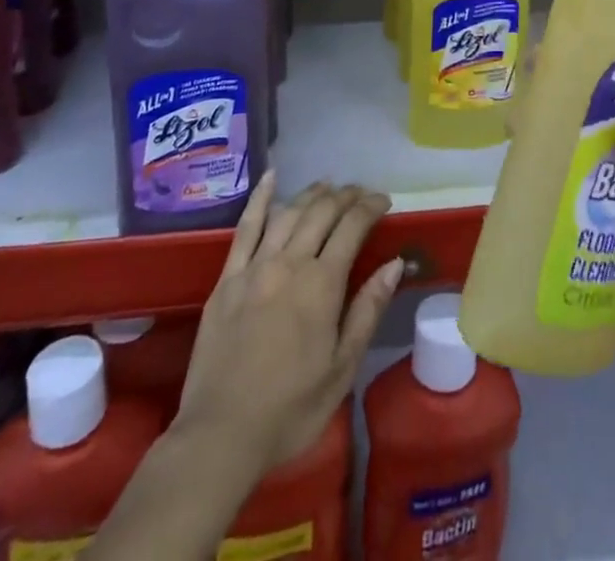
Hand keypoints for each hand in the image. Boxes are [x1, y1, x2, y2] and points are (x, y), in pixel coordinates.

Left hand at [174, 172, 403, 473]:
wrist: (220, 436)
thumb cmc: (290, 409)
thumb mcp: (342, 369)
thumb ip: (367, 310)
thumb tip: (394, 263)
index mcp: (321, 285)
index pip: (352, 227)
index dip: (370, 207)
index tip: (384, 202)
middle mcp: (289, 263)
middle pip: (321, 212)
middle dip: (346, 196)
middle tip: (361, 194)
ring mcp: (254, 267)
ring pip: (288, 212)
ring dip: (312, 193)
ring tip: (329, 186)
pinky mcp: (227, 277)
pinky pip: (245, 227)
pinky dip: (260, 198)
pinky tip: (270, 178)